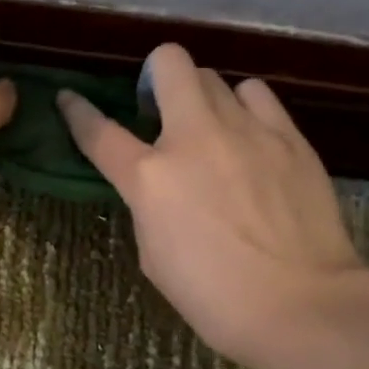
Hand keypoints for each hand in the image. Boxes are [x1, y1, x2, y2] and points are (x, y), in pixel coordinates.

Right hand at [57, 44, 366, 368]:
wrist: (299, 305)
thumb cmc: (214, 296)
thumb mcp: (154, 254)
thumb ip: (149, 205)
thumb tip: (160, 184)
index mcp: (149, 177)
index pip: (99, 131)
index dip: (77, 111)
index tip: (69, 98)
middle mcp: (194, 137)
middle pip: (169, 63)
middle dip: (155, 75)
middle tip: (160, 108)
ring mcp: (246, 130)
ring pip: (215, 76)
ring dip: (202, 96)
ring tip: (212, 127)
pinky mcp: (289, 136)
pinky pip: (257, 95)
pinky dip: (244, 107)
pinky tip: (250, 135)